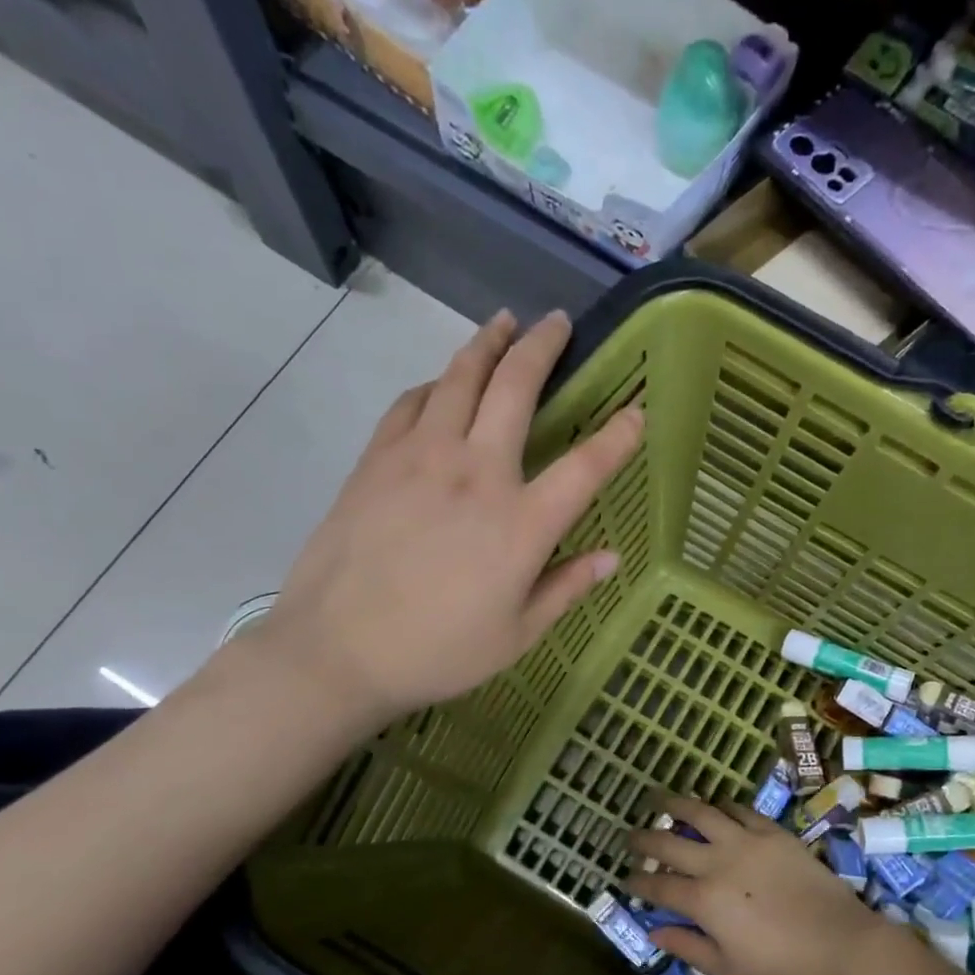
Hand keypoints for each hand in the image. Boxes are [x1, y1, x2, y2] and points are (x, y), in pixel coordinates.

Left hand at [252, 310, 643, 723]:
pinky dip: (434, 384)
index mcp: (521, 523)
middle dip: (543, 347)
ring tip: (502, 323)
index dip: (619, 435)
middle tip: (558, 322)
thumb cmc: (438, 652)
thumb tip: (611, 557)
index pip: (586, 465)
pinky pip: (411, 403)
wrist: (337, 651)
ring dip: (486, 344)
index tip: (636, 409)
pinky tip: (441, 384)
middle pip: (515, 388)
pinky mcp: (376, 460)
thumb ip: (566, 588)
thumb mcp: (517, 634)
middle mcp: (476, 473)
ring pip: (459, 378)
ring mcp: (420, 458)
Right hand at [626, 797, 901, 974]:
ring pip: (702, 812)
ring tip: (660, 799)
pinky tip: (714, 806)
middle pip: (670, 842)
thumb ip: (688, 948)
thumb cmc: (783, 968)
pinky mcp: (774, 833)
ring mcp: (747, 842)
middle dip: (644, 839)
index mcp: (704, 900)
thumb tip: (654, 931)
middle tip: (630, 836)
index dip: (638, 883)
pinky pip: (741, 810)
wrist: (842, 944)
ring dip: (676, 804)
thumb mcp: (728, 972)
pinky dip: (722, 806)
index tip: (627, 880)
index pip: (659, 886)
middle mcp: (718, 862)